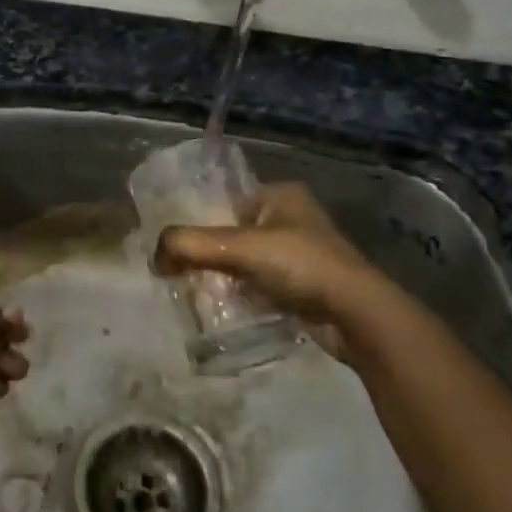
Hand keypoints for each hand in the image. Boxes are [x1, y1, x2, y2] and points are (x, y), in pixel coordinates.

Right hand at [153, 182, 401, 342]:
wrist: (357, 315)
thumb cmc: (300, 266)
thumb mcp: (239, 248)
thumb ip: (190, 246)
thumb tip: (154, 258)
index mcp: (280, 195)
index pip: (226, 200)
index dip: (199, 220)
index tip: (175, 245)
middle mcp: (292, 218)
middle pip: (234, 232)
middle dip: (210, 253)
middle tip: (182, 272)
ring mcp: (302, 253)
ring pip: (248, 261)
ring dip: (225, 276)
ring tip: (197, 292)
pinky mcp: (306, 286)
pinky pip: (262, 284)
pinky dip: (244, 295)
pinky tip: (227, 309)